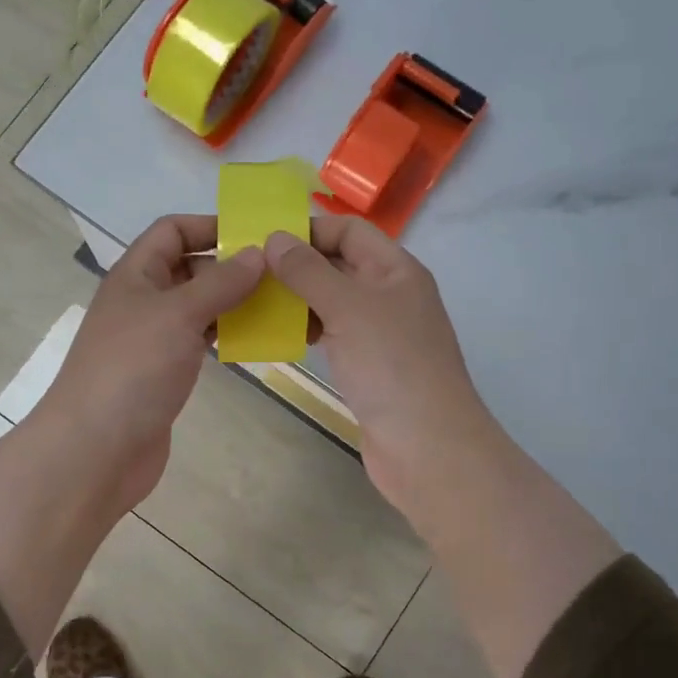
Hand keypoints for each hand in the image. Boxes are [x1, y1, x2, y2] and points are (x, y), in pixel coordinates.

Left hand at [37, 214, 265, 514]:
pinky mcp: (163, 373)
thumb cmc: (132, 370)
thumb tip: (257, 253)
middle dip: (231, 267)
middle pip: (189, 268)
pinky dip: (225, 336)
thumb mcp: (177, 315)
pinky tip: (255, 341)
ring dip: (233, 303)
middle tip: (281, 274)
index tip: (256, 236)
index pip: (172, 231)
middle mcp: (143, 300)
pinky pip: (199, 341)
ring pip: (198, 307)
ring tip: (279, 306)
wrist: (95, 450)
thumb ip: (219, 283)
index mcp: (135, 275)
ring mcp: (152, 339)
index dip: (210, 226)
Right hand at [264, 217, 497, 520]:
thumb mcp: (348, 309)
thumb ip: (308, 271)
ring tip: (255, 304)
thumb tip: (274, 238)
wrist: (427, 447)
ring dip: (297, 300)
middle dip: (296, 266)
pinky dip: (307, 330)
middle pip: (339, 264)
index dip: (309, 230)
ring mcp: (380, 332)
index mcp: (396, 270)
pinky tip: (279, 337)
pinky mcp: (368, 365)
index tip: (264, 242)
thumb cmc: (391, 367)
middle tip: (249, 274)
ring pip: (332, 301)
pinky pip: (332, 334)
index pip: (349, 231)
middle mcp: (389, 294)